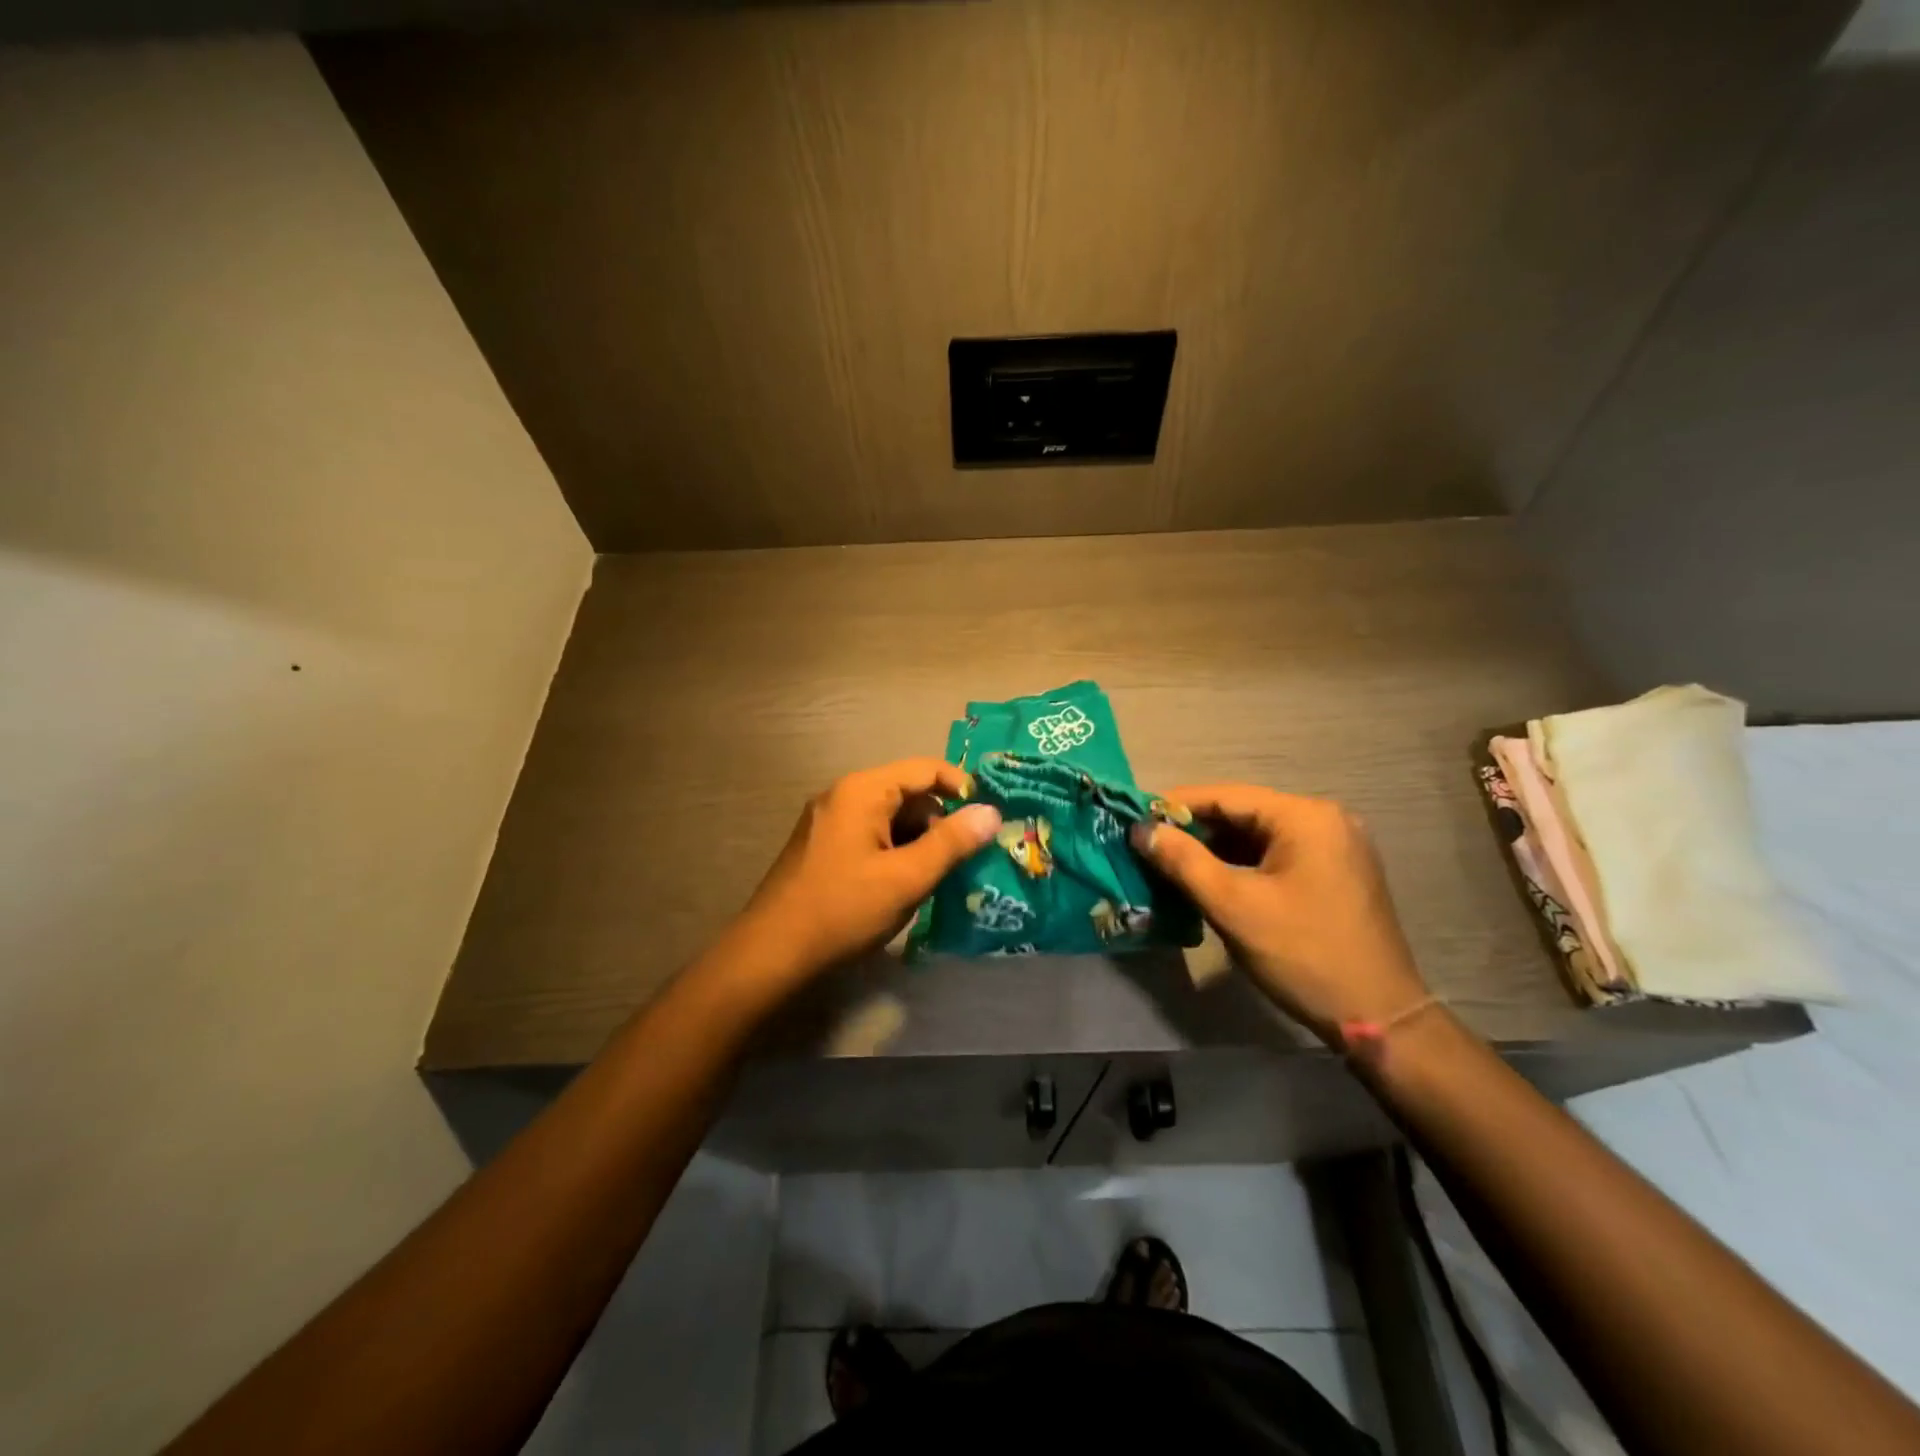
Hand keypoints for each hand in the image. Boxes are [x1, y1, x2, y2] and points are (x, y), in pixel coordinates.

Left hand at [738, 759, 1002, 980]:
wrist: (772, 953)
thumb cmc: (843, 909)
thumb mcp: (906, 877)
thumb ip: (951, 842)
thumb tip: (991, 812)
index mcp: (863, 791)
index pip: (925, 769)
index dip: (962, 787)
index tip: (988, 818)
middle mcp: (843, 795)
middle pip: (907, 793)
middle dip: (941, 821)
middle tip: (968, 857)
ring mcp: (829, 821)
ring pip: (890, 818)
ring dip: (919, 841)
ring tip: (941, 877)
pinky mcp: (823, 847)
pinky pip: (871, 836)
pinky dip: (896, 852)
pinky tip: (907, 886)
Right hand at [1132, 784, 1427, 1043]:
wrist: (1378, 1016)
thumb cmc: (1302, 953)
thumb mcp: (1233, 905)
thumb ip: (1183, 861)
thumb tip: (1141, 830)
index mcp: (1305, 817)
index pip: (1227, 796)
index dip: (1177, 806)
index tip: (1136, 818)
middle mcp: (1325, 820)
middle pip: (1244, 814)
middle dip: (1195, 830)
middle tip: (1149, 845)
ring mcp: (1336, 847)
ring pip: (1259, 836)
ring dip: (1216, 849)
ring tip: (1171, 863)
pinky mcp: (1337, 873)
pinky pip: (1278, 856)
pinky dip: (1242, 865)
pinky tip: (1211, 880)